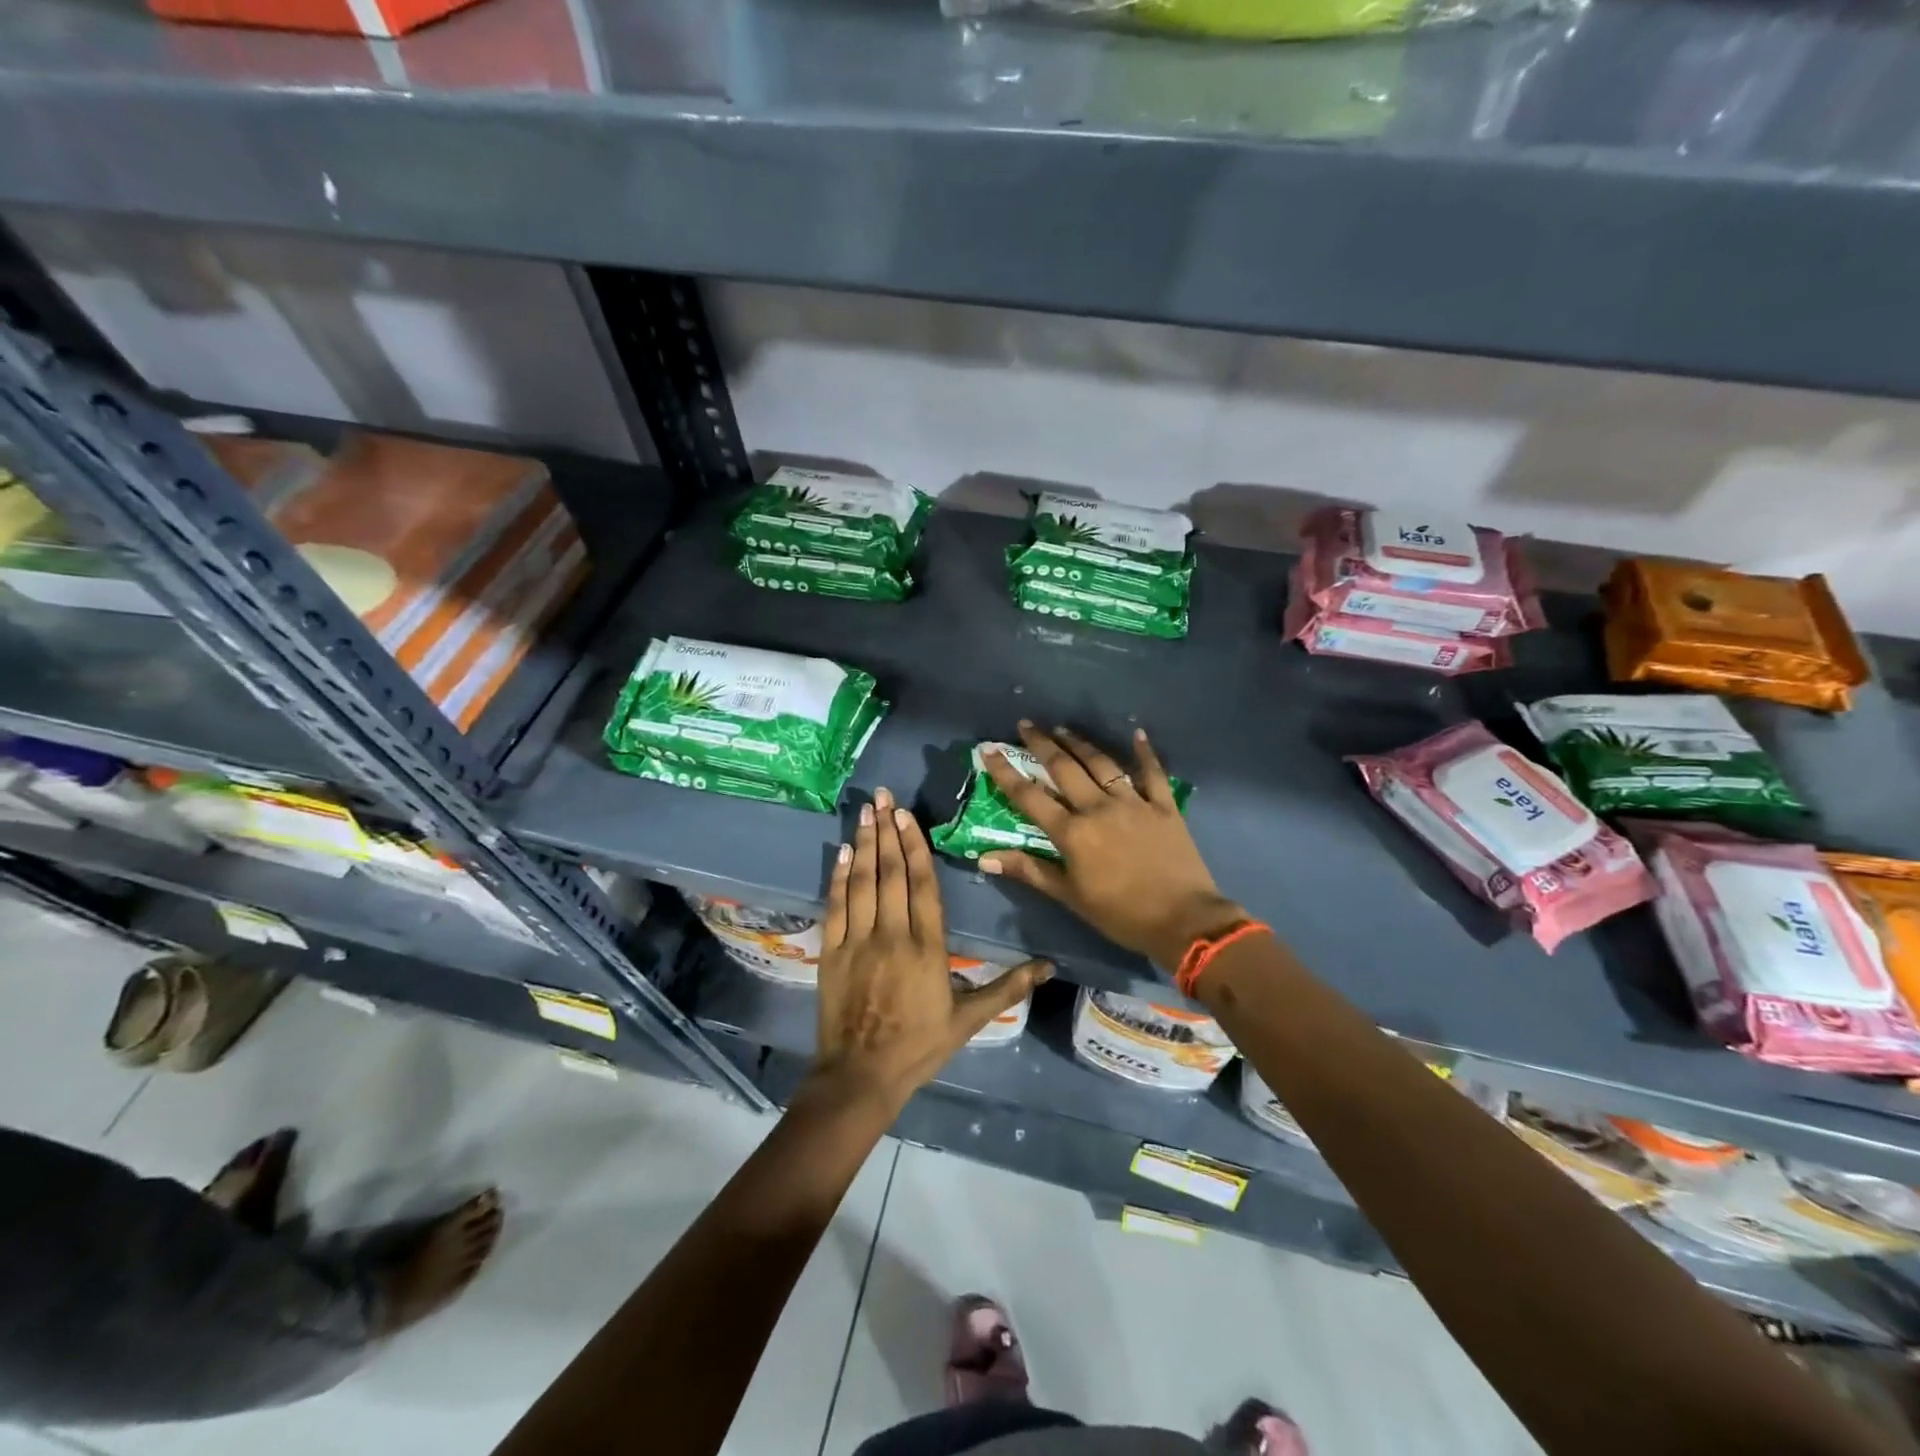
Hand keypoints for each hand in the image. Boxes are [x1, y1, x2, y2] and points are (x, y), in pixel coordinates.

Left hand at [812, 787, 1050, 1108]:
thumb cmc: (920, 1046)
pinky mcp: (832, 952)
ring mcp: (858, 942)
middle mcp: (892, 935)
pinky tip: (843, 852)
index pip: (923, 885)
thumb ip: (1008, 988)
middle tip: (884, 796)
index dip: (915, 846)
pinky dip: (839, 877)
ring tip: (866, 811)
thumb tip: (1050, 966)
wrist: (862, 1076)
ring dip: (865, 844)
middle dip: (888, 832)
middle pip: (892, 874)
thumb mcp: (970, 1020)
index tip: (907, 816)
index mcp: (927, 948)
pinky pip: (836, 906)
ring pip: (863, 883)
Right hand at [980, 723, 1245, 969]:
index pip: (1030, 797)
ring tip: (1063, 729)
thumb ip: (1029, 870)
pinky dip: (1144, 753)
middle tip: (1026, 725)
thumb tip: (984, 857)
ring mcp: (1133, 803)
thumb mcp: (1070, 896)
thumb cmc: (1121, 915)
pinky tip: (1137, 734)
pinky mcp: (1163, 806)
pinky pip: (1152, 773)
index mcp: (1072, 833)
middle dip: (1042, 744)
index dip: (1006, 772)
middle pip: (1064, 768)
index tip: (989, 750)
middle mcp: (1098, 808)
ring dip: (1080, 743)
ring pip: (1101, 764)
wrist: (1184, 920)